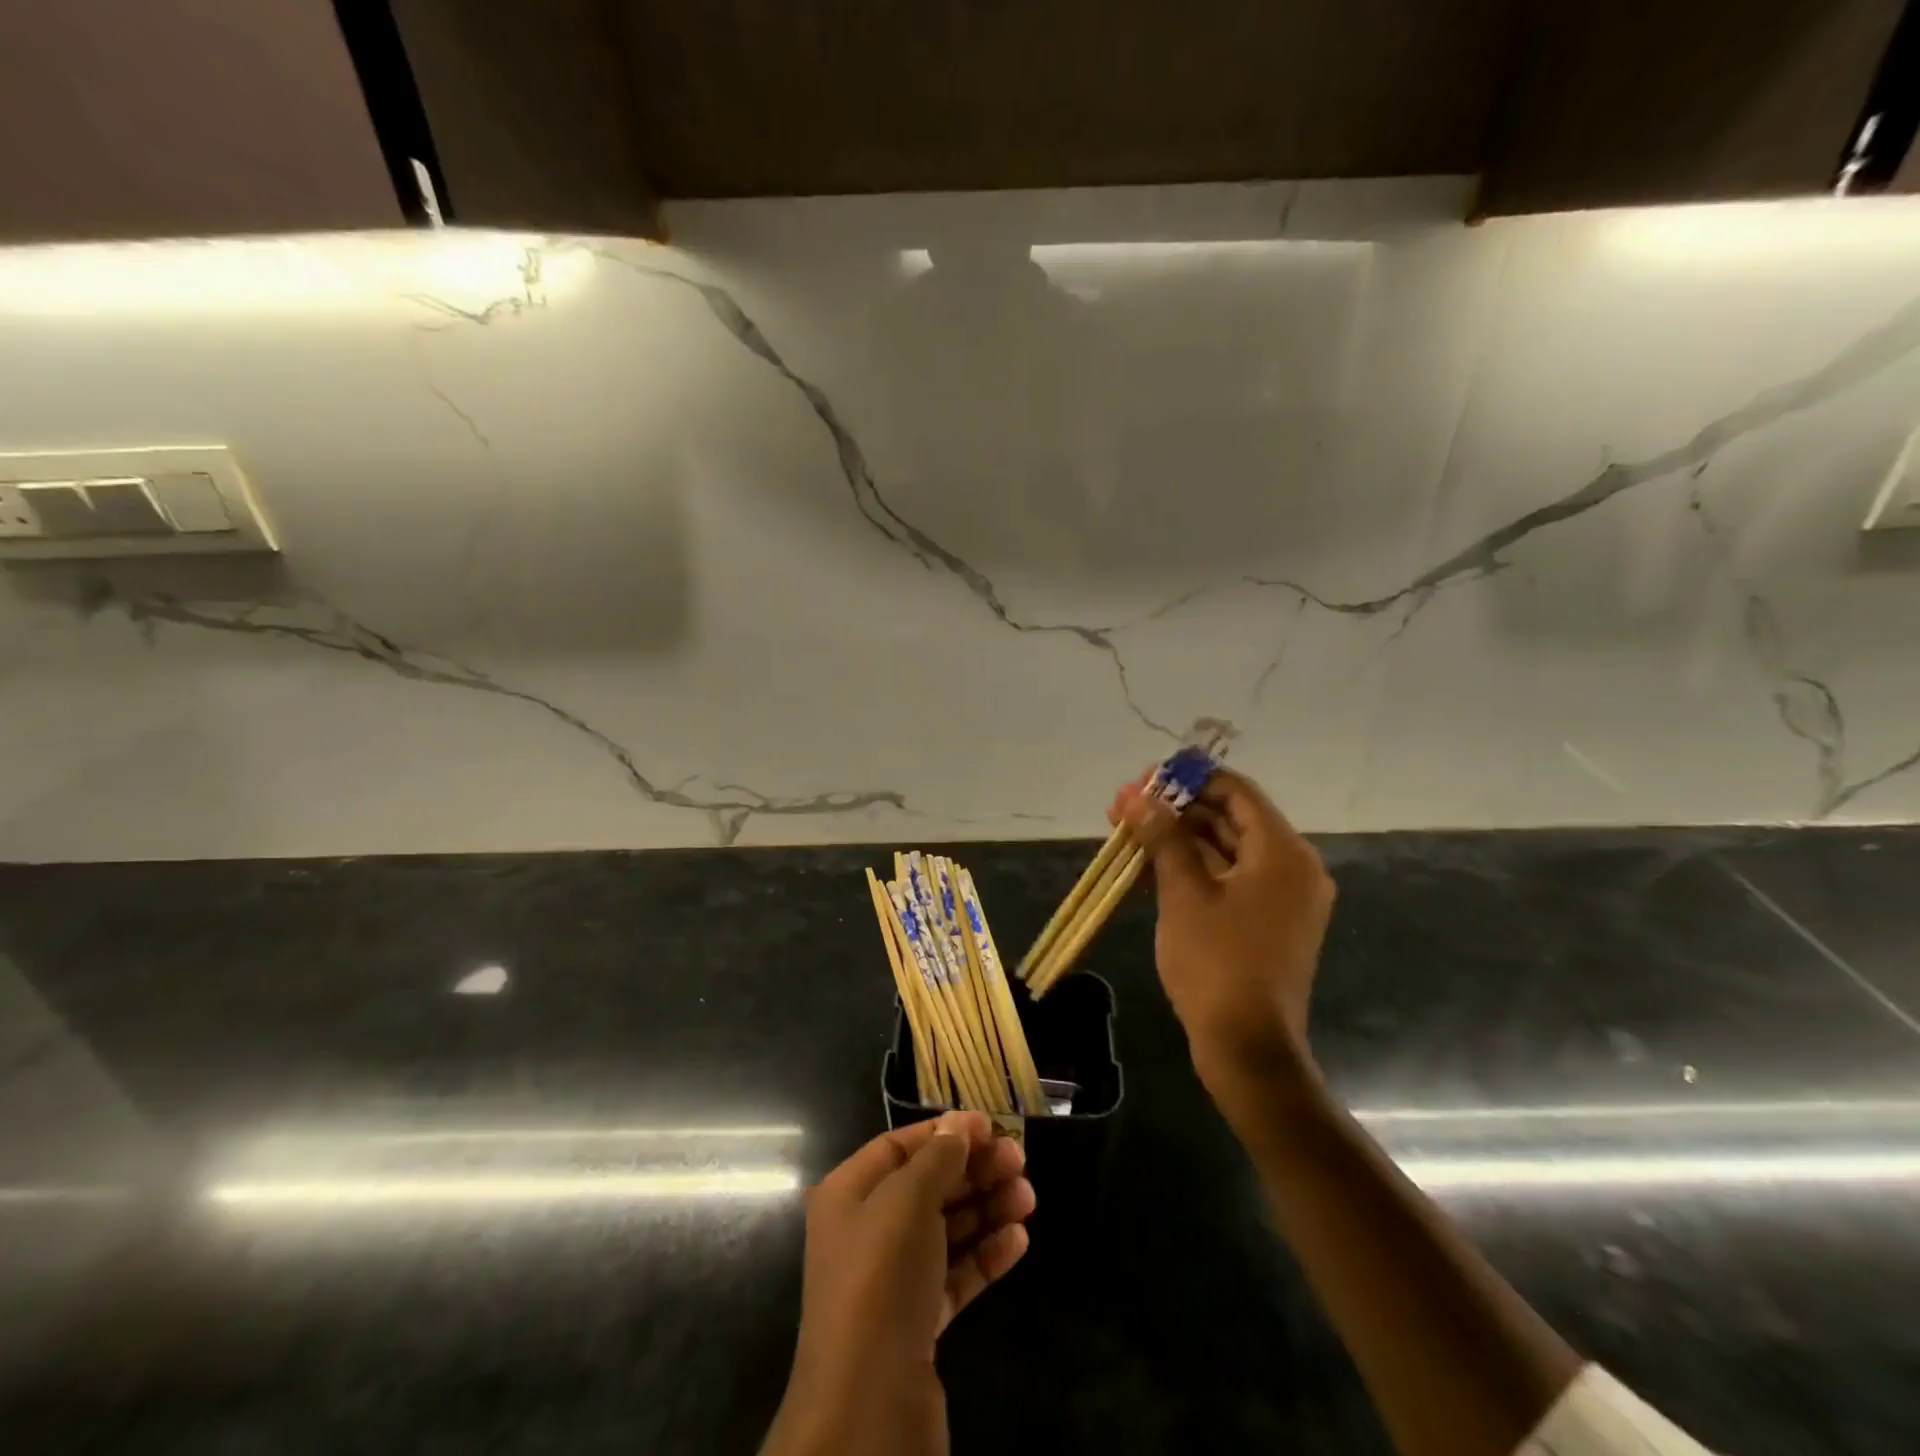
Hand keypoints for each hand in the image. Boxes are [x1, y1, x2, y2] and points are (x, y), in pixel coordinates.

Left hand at [762, 1111, 1034, 1455]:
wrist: (867, 1403)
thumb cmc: (881, 1276)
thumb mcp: (908, 1199)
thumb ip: (938, 1156)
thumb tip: (960, 1123)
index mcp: (849, 1193)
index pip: (899, 1145)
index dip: (944, 1132)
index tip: (989, 1125)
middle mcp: (867, 1230)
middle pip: (928, 1185)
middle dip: (974, 1170)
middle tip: (1020, 1159)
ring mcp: (892, 1279)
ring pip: (946, 1230)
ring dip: (987, 1209)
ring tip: (1028, 1198)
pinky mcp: (917, 1322)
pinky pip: (955, 1274)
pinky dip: (985, 1255)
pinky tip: (1018, 1241)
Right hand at [1111, 767, 1334, 1081]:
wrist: (1247, 1047)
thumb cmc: (1217, 962)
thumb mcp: (1184, 894)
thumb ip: (1163, 837)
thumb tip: (1138, 797)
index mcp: (1282, 852)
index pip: (1236, 791)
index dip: (1189, 779)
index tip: (1146, 778)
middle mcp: (1291, 866)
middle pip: (1229, 819)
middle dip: (1175, 810)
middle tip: (1125, 806)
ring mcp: (1281, 897)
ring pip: (1224, 850)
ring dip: (1178, 839)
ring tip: (1127, 831)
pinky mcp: (1267, 921)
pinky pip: (1229, 879)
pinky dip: (1192, 869)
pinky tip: (1148, 865)